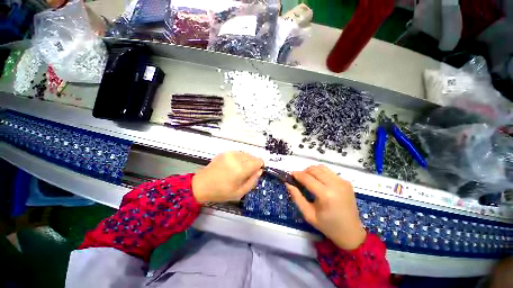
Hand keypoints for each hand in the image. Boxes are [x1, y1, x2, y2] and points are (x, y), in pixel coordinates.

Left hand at [192, 151, 263, 202]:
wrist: (201, 185)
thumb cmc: (221, 192)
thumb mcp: (240, 193)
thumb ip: (252, 181)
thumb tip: (259, 171)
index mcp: (241, 169)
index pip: (258, 161)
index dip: (259, 166)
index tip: (256, 172)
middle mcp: (236, 158)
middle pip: (252, 157)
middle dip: (253, 164)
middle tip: (246, 174)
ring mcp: (230, 154)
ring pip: (246, 154)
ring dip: (246, 161)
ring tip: (239, 170)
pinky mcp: (225, 152)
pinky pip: (238, 153)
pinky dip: (239, 158)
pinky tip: (233, 166)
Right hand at [287, 165, 365, 249]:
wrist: (351, 232)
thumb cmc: (327, 226)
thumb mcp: (308, 214)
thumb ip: (296, 197)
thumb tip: (288, 183)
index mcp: (326, 195)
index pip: (307, 178)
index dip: (297, 175)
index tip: (290, 175)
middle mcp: (335, 185)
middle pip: (314, 169)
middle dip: (304, 171)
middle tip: (299, 179)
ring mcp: (342, 182)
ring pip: (321, 167)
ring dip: (312, 171)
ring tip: (309, 179)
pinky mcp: (346, 182)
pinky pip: (329, 172)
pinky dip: (321, 174)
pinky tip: (320, 182)